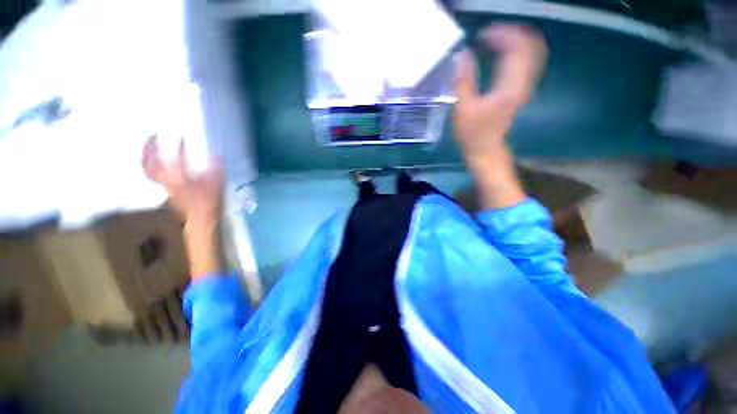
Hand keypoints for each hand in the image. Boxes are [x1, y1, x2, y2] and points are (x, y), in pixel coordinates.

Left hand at [142, 135, 223, 227]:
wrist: (200, 222)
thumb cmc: (208, 204)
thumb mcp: (216, 186)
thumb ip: (216, 170)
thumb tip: (218, 155)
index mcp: (178, 178)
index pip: (173, 157)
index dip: (176, 144)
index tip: (181, 134)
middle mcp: (165, 180)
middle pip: (150, 163)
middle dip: (149, 149)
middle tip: (153, 136)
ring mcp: (163, 186)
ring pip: (149, 169)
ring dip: (147, 157)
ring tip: (151, 147)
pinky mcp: (166, 191)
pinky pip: (153, 175)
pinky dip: (152, 167)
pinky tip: (158, 163)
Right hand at [454, 25, 547, 166]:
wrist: (486, 150)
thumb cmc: (473, 134)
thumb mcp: (463, 109)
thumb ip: (463, 81)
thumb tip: (462, 55)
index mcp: (510, 87)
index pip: (517, 48)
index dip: (501, 34)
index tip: (481, 36)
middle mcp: (524, 83)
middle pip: (530, 45)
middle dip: (510, 33)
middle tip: (488, 35)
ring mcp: (525, 86)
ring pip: (531, 52)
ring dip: (515, 41)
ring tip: (493, 40)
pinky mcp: (521, 90)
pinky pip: (526, 62)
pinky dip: (516, 51)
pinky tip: (501, 52)